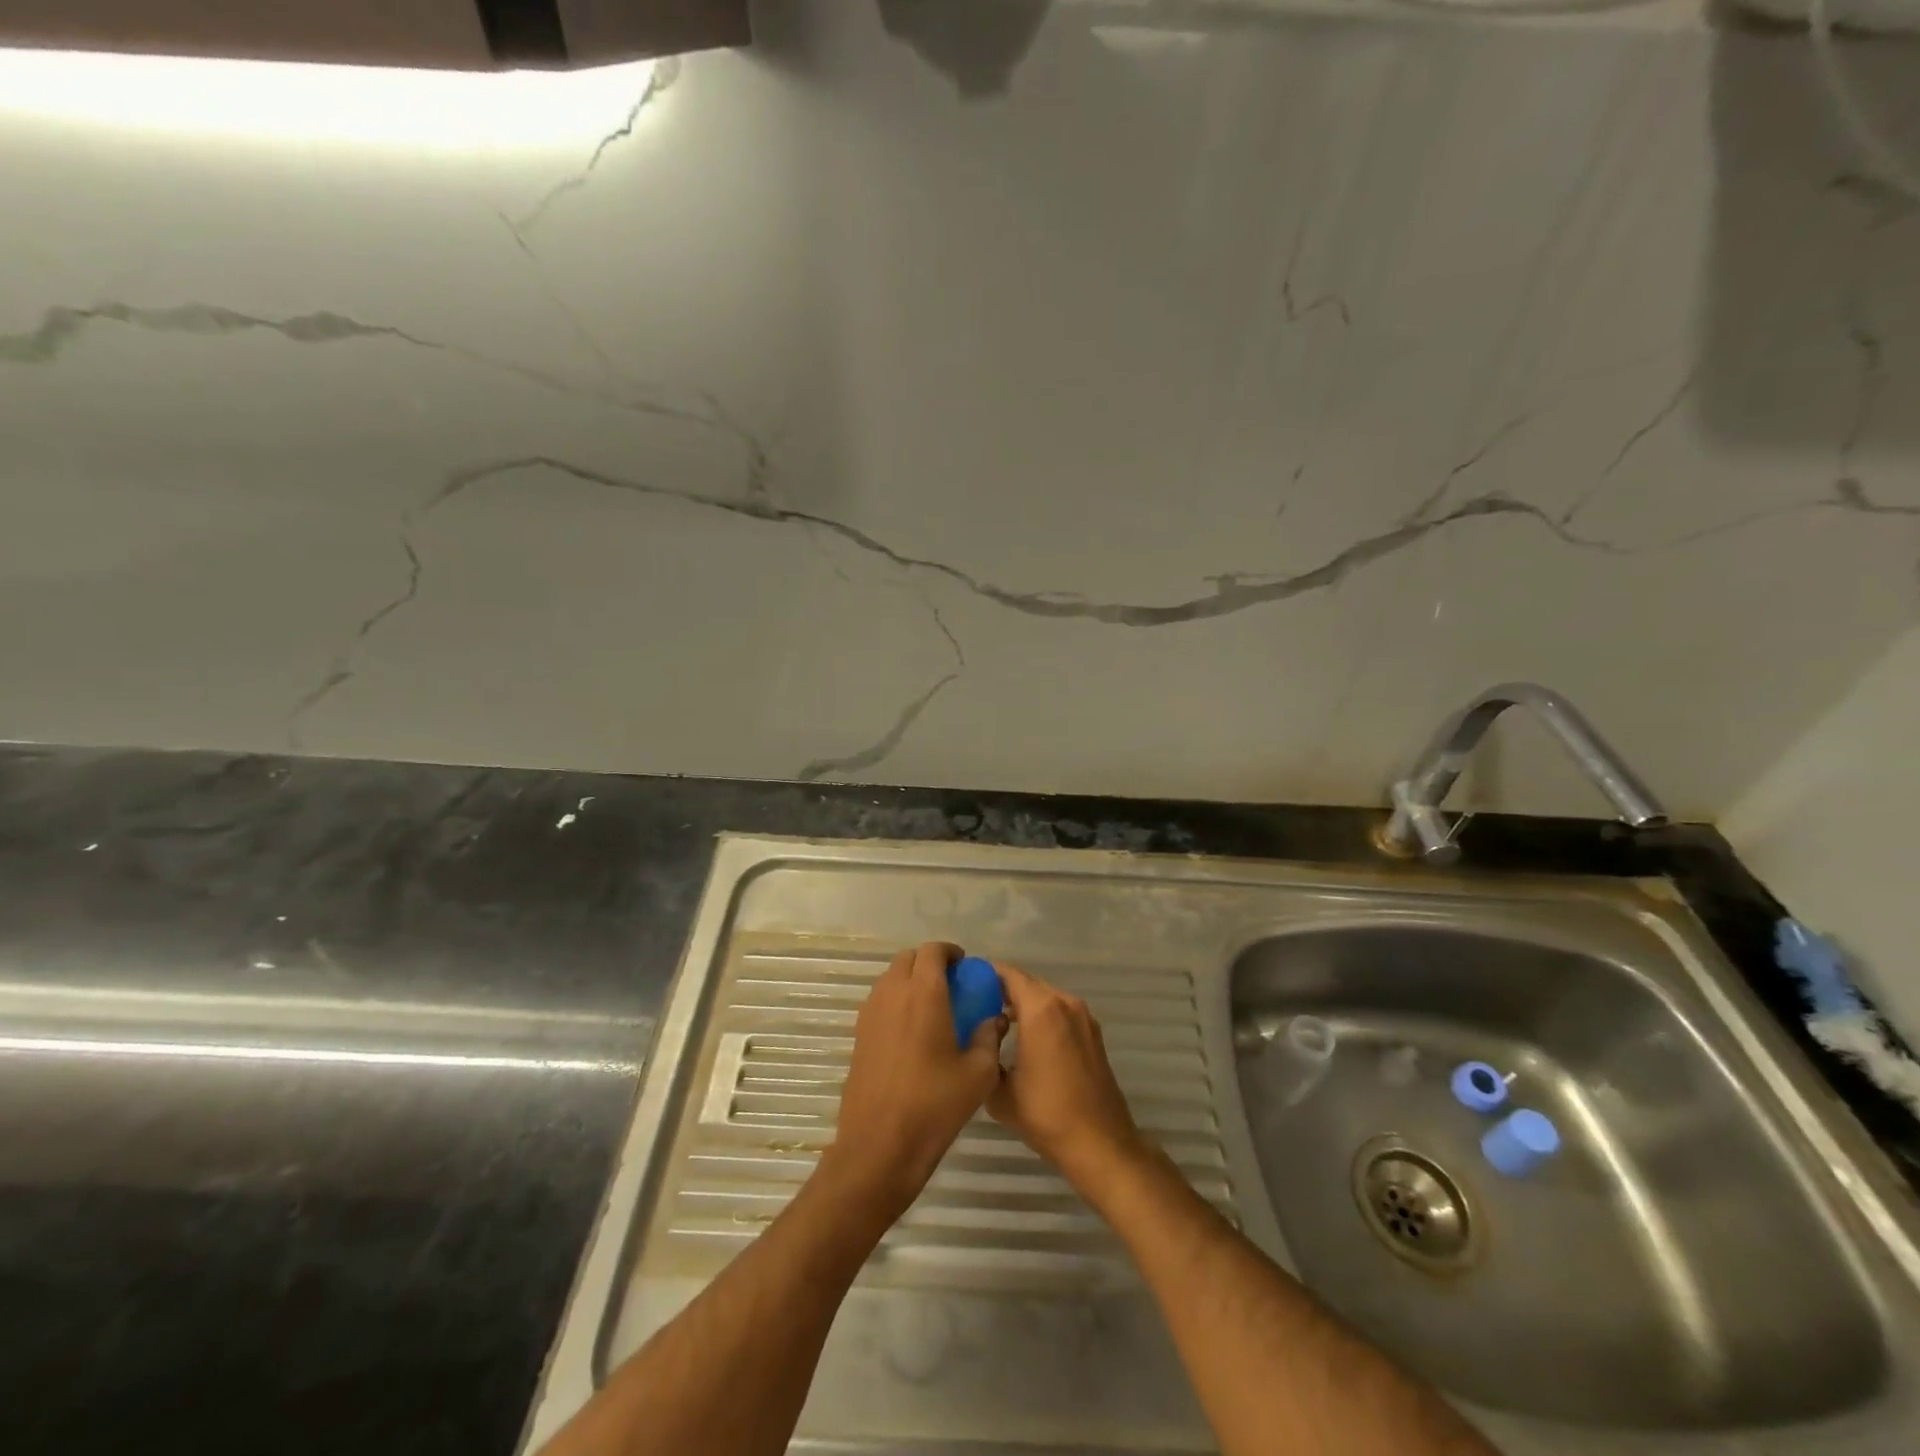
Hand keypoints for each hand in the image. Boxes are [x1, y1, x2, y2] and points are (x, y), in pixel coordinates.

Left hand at [822, 942, 1004, 1223]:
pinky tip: (913, 1032)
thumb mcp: (978, 1074)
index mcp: (923, 994)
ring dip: (911, 981)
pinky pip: (880, 1001)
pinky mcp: (858, 1035)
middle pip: (908, 959)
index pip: (932, 951)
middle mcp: (892, 994)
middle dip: (929, 963)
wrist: (879, 1148)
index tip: (965, 967)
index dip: (950, 952)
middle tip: (951, 985)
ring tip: (933, 1007)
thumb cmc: (934, 1107)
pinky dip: (897, 1001)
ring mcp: (870, 1014)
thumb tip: (996, 1018)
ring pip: (891, 978)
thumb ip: (989, 1037)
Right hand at [988, 963, 1149, 1192]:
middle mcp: (1065, 1003)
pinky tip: (1026, 1039)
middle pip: (1027, 983)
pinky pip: (1060, 1012)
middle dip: (1002, 990)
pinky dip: (1042, 1016)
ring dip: (1023, 1003)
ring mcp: (1083, 1017)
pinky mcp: (1093, 1034)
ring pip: (1045, 997)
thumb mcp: (1000, 1092)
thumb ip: (985, 1057)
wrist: (1100, 1144)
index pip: (1008, 974)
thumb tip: (982, 1042)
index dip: (985, 974)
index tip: (965, 984)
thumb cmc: (1047, 1115)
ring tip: (996, 1022)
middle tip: (975, 1004)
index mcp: (1041, 1009)